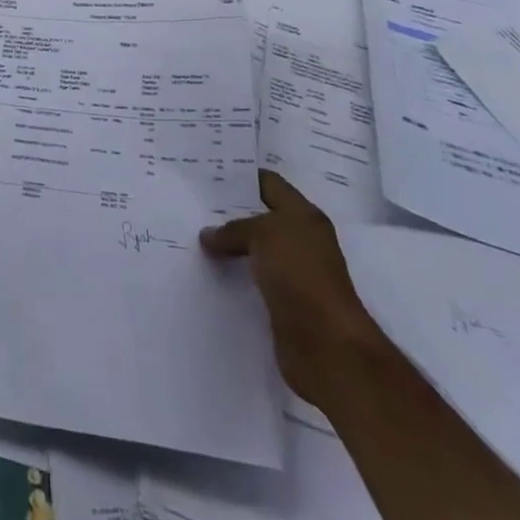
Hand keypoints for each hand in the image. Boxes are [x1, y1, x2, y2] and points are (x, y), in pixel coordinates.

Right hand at [200, 170, 387, 405]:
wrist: (326, 346)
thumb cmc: (300, 275)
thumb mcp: (264, 235)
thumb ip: (233, 229)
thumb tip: (207, 235)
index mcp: (304, 216)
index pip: (270, 183)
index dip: (242, 176)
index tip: (207, 173)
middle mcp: (301, 240)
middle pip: (260, 216)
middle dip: (230, 211)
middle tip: (192, 203)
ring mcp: (293, 274)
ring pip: (254, 250)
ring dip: (229, 245)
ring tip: (192, 236)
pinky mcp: (283, 303)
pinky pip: (252, 279)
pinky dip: (233, 274)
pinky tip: (207, 270)